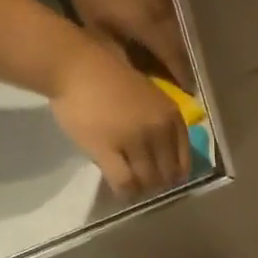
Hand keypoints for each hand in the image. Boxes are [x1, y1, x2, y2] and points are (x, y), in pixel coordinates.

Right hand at [48, 34, 190, 197]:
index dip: (176, 174)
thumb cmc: (108, 77)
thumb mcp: (150, 97)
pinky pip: (124, 181)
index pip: (184, 159)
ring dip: (142, 189)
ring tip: (134, 189)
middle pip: (168, 173)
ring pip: (148, 180)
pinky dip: (125, 191)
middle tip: (147, 186)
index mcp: (172, 117)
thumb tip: (164, 156)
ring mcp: (135, 141)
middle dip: (159, 184)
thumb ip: (161, 123)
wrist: (73, 65)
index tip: (167, 180)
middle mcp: (159, 131)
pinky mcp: (108, 150)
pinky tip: (121, 192)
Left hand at [51, 0, 194, 89]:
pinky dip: (189, 37)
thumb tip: (149, 89)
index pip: (180, 61)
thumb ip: (128, 62)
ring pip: (193, 35)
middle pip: (192, 49)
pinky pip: (187, 21)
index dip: (187, 82)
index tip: (192, 101)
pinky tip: (187, 48)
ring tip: (196, 72)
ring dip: (195, 54)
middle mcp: (169, 12)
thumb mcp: (100, 34)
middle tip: (197, 92)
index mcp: (151, 24)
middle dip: (195, 70)